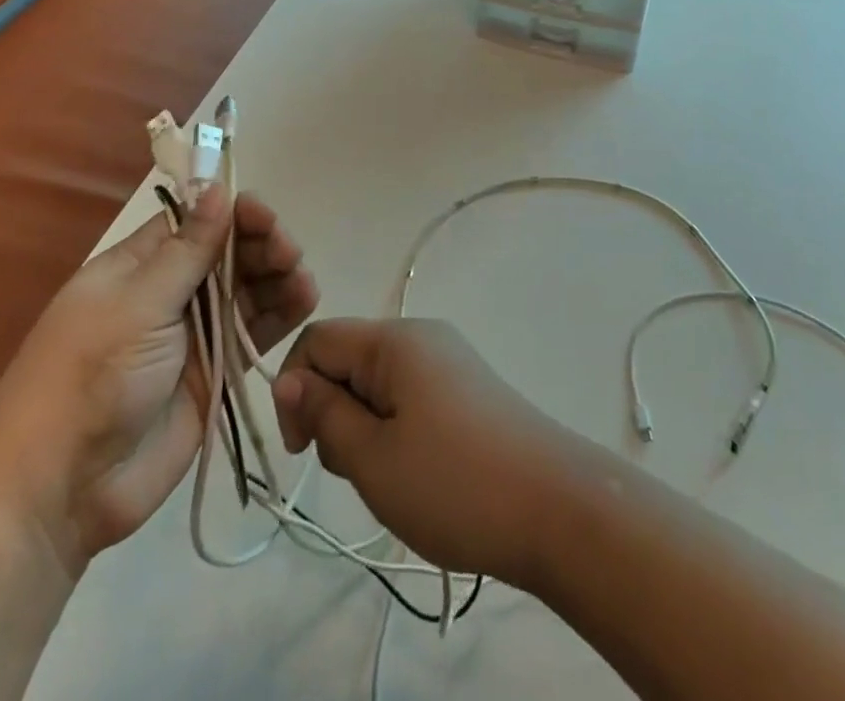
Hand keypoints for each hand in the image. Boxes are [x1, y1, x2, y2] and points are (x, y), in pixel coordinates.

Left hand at [0, 188, 317, 571]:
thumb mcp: (138, 304)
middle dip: (260, 245)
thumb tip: (214, 187)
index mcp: (139, 268)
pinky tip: (305, 299)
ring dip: (277, 276)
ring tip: (300, 277)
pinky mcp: (214, 373)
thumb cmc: (90, 377)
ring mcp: (194, 335)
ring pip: (247, 290)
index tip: (262, 215)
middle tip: (287, 252)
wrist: (60, 491)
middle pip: (227, 254)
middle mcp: (169, 294)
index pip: (194, 222)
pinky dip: (281, 314)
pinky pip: (254, 332)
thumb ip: (187, 250)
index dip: (231, 213)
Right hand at [271, 318, 585, 588]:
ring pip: (378, 383)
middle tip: (358, 471)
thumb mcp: (372, 457)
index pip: (317, 338)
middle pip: (349, 359)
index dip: (295, 389)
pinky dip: (397, 430)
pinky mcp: (468, 388)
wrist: (557, 509)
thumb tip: (287, 379)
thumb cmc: (454, 483)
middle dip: (334, 412)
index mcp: (396, 339)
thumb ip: (324, 413)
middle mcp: (423, 336)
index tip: (302, 452)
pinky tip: (420, 473)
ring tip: (394, 479)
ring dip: (366, 428)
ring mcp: (450, 360)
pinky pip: (410, 396)